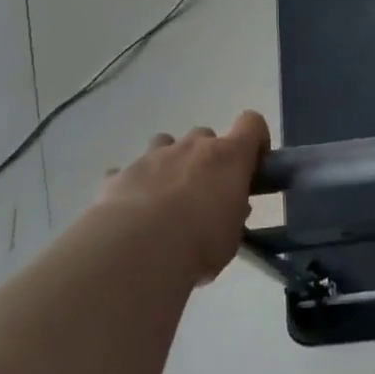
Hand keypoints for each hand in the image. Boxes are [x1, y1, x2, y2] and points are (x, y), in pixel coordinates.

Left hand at [94, 111, 269, 281]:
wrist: (138, 250)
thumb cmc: (200, 243)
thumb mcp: (231, 237)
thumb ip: (232, 215)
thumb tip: (231, 208)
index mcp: (228, 157)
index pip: (251, 123)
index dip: (254, 138)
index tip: (252, 163)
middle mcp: (191, 147)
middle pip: (205, 135)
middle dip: (207, 158)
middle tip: (205, 192)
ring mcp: (152, 156)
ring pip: (164, 143)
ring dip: (170, 163)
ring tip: (166, 197)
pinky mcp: (120, 174)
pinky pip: (128, 172)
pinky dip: (133, 185)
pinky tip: (130, 211)